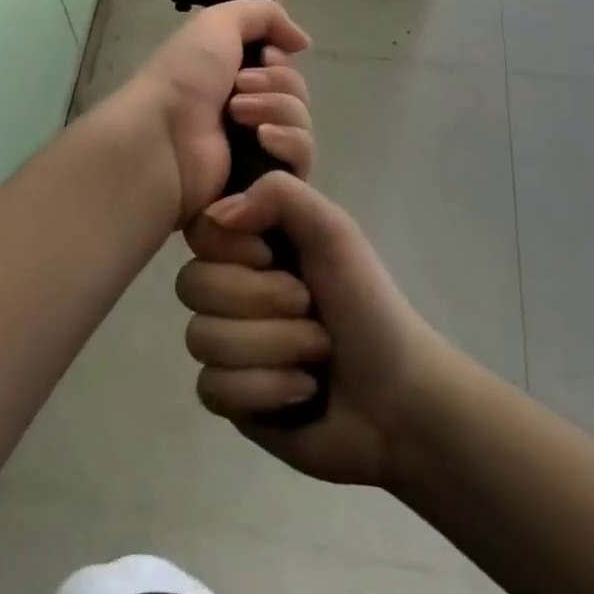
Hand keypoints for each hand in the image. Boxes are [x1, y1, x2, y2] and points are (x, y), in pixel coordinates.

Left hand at [120, 0, 313, 220]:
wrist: (164, 137)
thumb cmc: (185, 77)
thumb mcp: (218, 22)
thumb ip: (264, 15)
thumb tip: (302, 42)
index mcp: (232, 75)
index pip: (283, 67)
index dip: (280, 60)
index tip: (265, 57)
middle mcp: (246, 109)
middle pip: (297, 92)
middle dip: (277, 83)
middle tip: (239, 87)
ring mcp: (256, 148)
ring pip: (302, 123)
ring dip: (277, 109)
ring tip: (238, 115)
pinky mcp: (265, 182)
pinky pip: (301, 159)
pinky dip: (288, 142)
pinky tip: (262, 139)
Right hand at [175, 171, 448, 487]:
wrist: (401, 399)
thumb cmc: (369, 304)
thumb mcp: (335, 231)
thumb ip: (280, 195)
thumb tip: (216, 215)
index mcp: (251, 245)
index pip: (199, 231)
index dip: (231, 247)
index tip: (271, 255)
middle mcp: (229, 289)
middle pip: (191, 285)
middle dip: (262, 301)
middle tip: (308, 307)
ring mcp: (225, 345)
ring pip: (201, 338)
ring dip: (273, 347)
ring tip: (316, 353)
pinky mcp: (228, 398)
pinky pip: (212, 388)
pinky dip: (266, 389)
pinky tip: (301, 389)